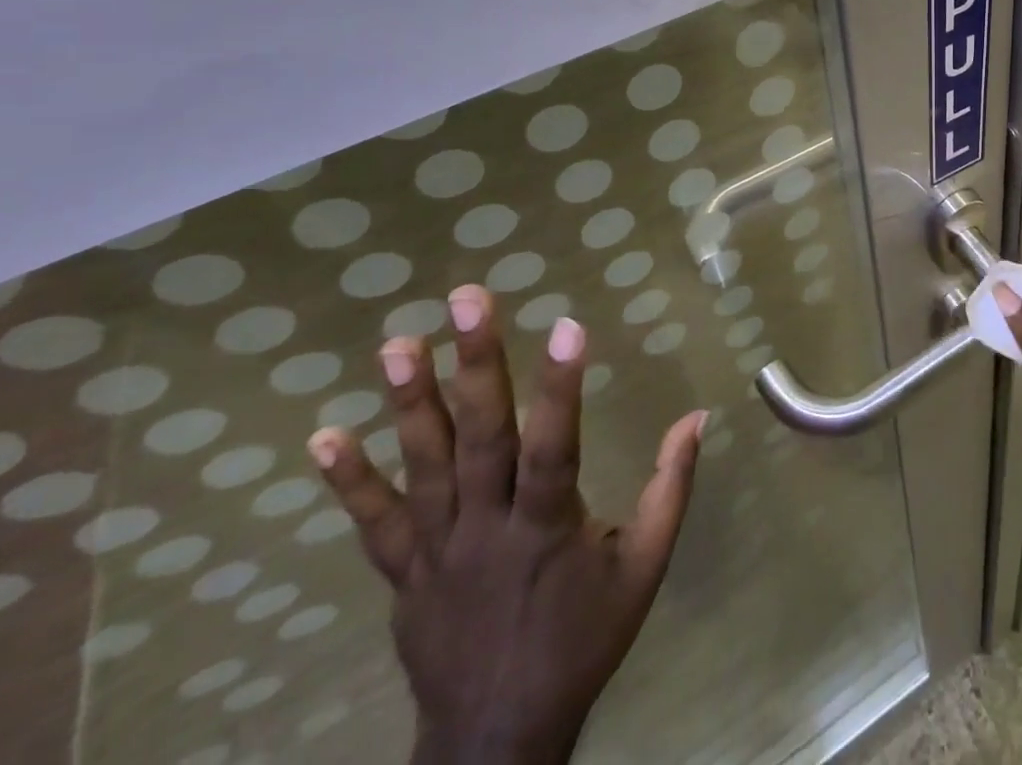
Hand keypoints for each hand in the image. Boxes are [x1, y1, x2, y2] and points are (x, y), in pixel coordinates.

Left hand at [308, 284, 705, 764]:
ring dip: (409, 403)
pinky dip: (349, 481)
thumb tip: (698, 415)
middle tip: (468, 300)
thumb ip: (670, 486)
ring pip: (423, 467)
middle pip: (481, 438)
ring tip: (397, 343)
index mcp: (548, 527)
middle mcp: (486, 529)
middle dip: (476, 363)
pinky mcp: (402, 574)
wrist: (497, 740)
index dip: (560, 386)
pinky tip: (323, 437)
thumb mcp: (645, 566)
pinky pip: (373, 524)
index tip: (567, 323)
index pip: (555, 445)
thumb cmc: (583, 640)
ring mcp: (435, 551)